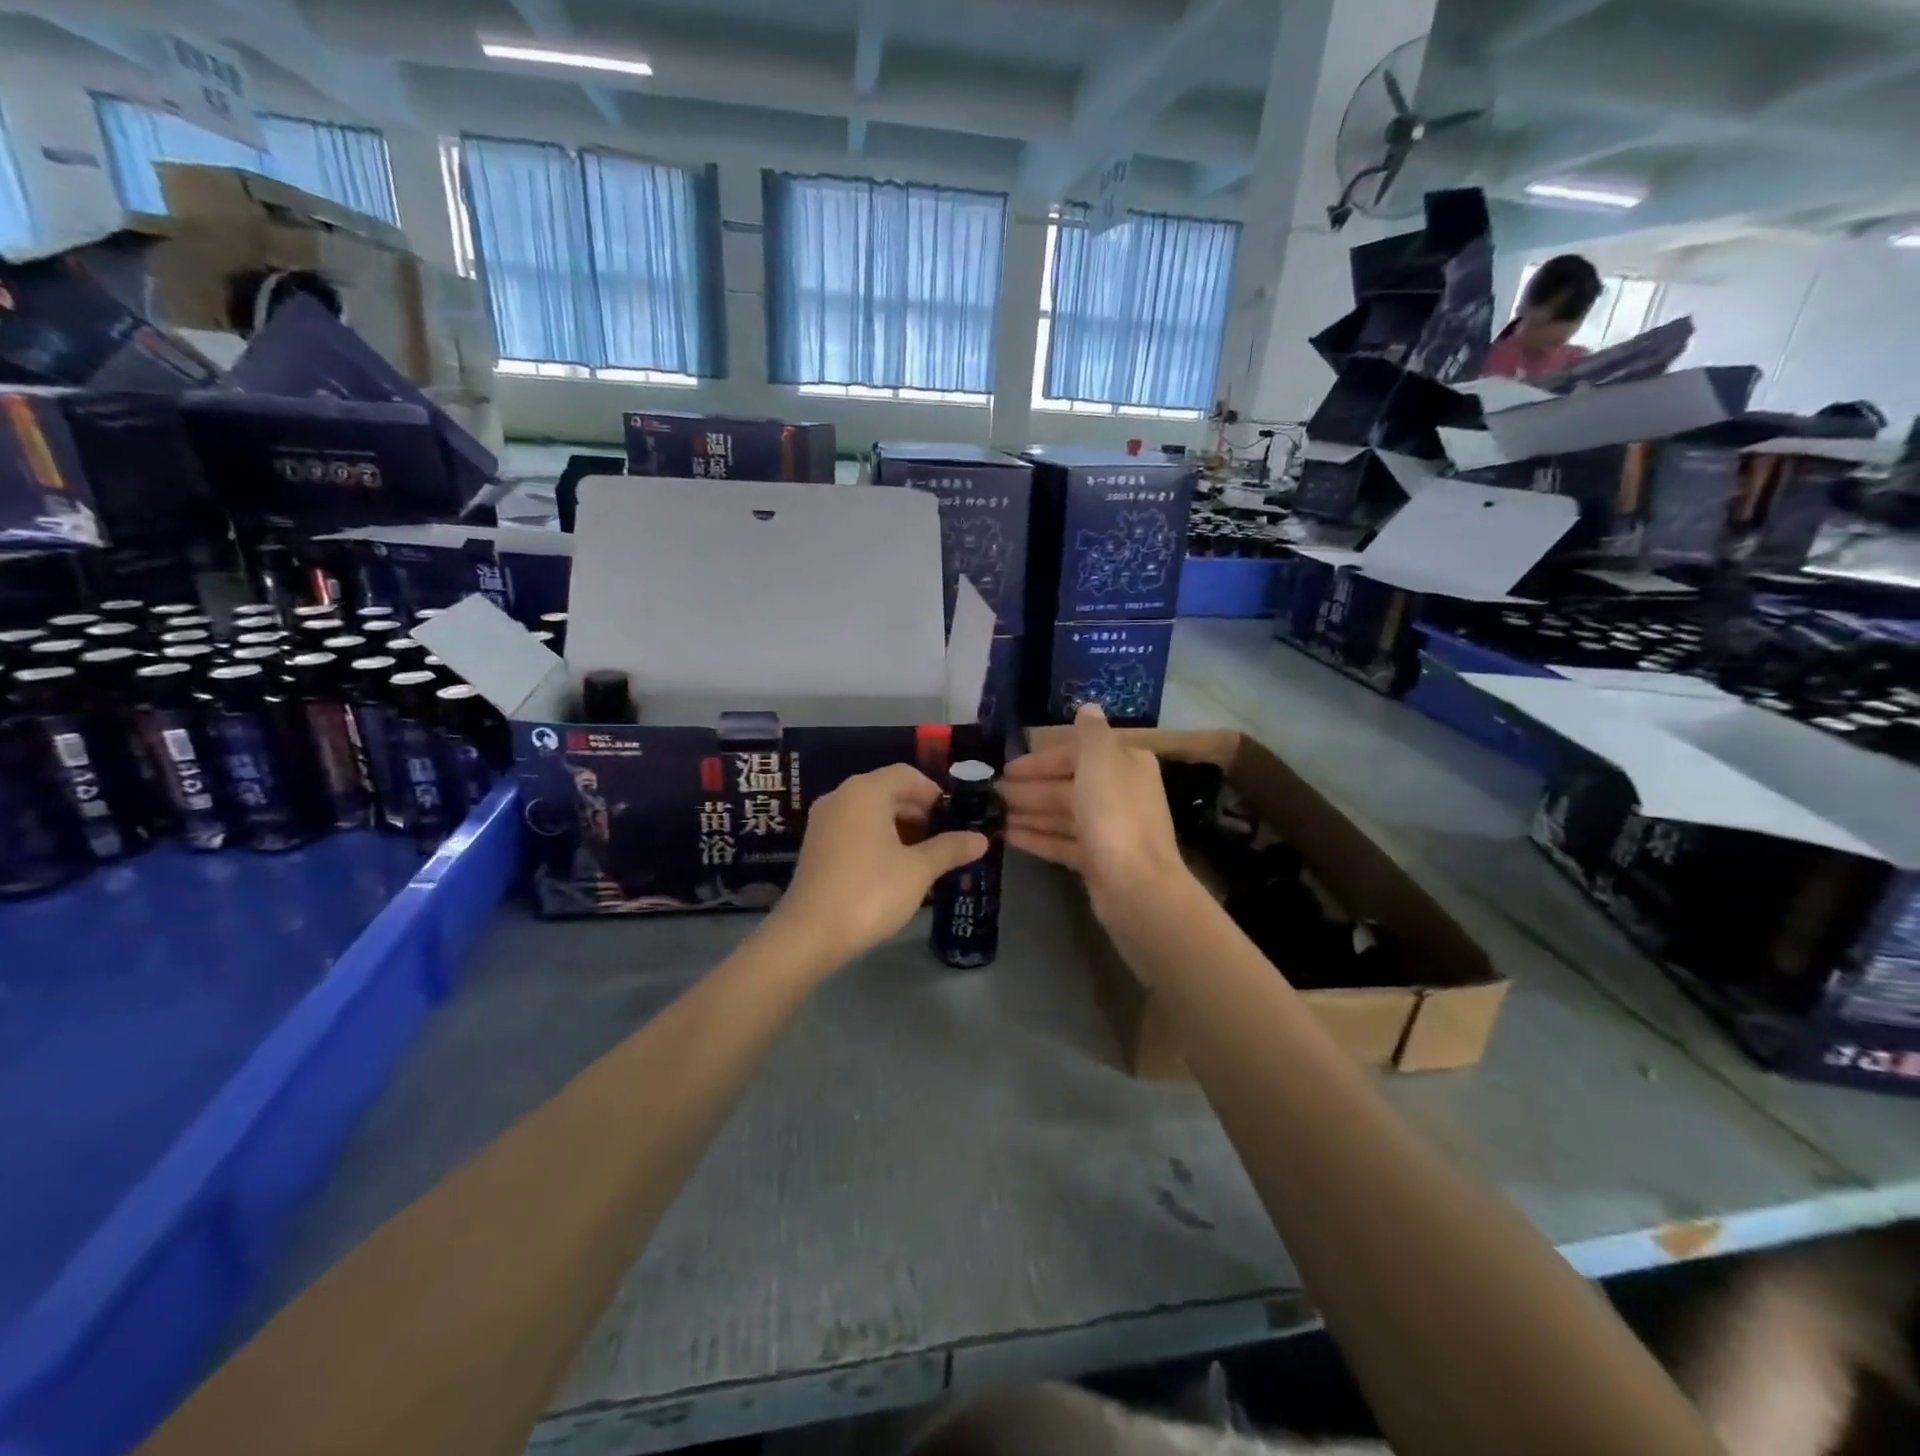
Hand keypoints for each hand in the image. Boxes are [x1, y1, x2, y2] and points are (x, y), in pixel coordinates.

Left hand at [770, 763, 988, 970]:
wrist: (811, 933)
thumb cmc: (871, 891)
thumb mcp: (919, 869)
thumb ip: (950, 848)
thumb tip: (981, 838)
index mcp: (865, 791)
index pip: (906, 774)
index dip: (933, 792)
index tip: (954, 818)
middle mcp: (841, 796)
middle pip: (887, 790)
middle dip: (918, 811)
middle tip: (943, 838)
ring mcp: (823, 821)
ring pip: (869, 811)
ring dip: (898, 826)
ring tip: (922, 855)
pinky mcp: (815, 845)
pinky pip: (853, 828)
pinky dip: (876, 838)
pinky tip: (893, 867)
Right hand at [1001, 704, 1188, 919]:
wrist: (1136, 886)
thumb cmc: (1114, 815)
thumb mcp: (1100, 760)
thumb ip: (1090, 733)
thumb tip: (1088, 707)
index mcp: (1125, 765)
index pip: (1076, 754)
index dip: (1041, 760)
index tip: (1007, 768)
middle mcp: (1120, 793)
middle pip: (1067, 785)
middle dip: (1030, 787)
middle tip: (992, 793)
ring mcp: (1109, 830)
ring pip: (1062, 814)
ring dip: (1029, 812)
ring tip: (994, 815)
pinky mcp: (1098, 861)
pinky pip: (1062, 843)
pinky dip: (1037, 838)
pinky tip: (1008, 837)